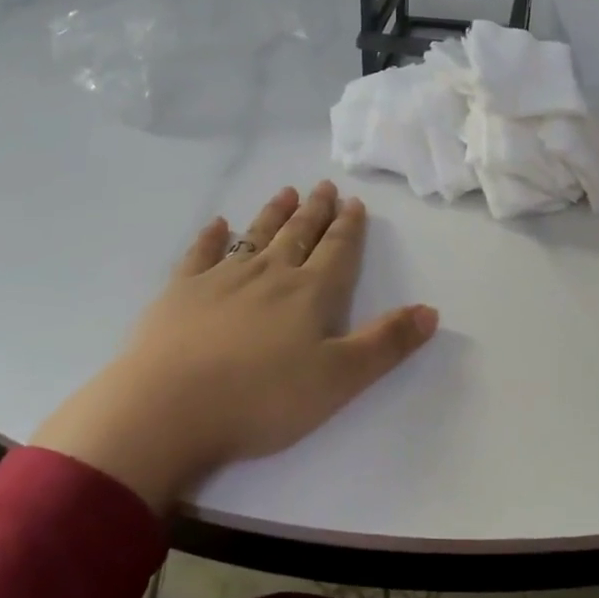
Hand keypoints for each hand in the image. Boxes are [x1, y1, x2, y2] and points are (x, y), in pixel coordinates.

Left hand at [34, 180, 437, 512]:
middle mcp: (269, 275)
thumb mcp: (340, 380)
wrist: (167, 411)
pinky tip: (217, 225)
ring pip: (255, 236)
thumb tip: (431, 310)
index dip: (349, 228)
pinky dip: (211, 237)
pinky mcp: (179, 294)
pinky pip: (200, 255)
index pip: (336, 252)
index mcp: (309, 294)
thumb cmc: (261, 399)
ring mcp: (220, 280)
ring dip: (272, 214)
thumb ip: (386, 344)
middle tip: (324, 187)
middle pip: (298, 235)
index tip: (354, 203)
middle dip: (315, 212)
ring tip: (286, 193)